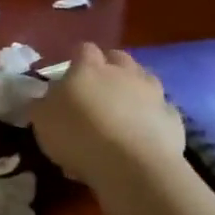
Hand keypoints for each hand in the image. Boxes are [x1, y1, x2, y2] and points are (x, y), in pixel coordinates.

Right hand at [31, 43, 185, 186]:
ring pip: (144, 79)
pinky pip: (159, 109)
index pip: (83, 49)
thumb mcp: (41, 120)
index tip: (67, 73)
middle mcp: (124, 73)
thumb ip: (42, 103)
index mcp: (89, 68)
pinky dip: (149, 115)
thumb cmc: (77, 136)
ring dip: (132, 88)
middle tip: (95, 88)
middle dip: (108, 67)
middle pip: (118, 57)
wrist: (132, 165)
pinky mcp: (173, 117)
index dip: (76, 58)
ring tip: (120, 109)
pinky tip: (139, 133)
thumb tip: (44, 97)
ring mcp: (153, 93)